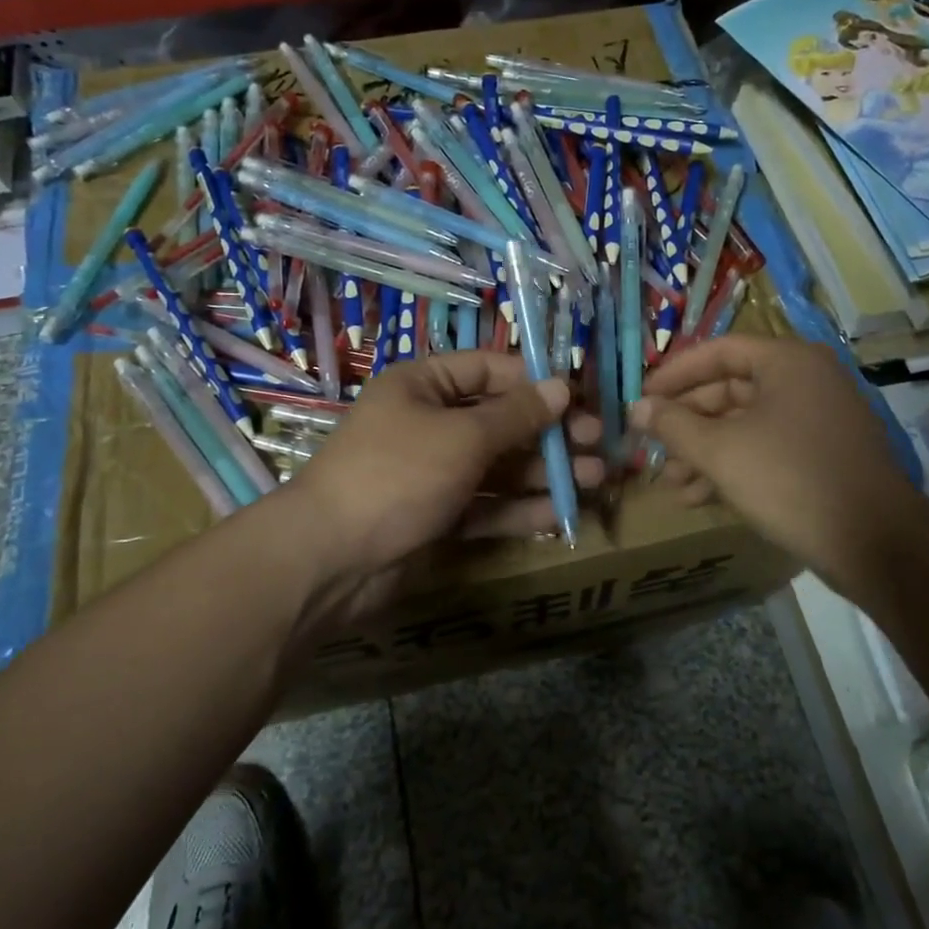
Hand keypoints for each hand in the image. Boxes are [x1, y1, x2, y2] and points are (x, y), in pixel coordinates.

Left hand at [291, 351, 603, 583]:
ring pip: (497, 466)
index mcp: (423, 386)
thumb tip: (561, 387)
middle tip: (597, 444)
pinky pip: (486, 506)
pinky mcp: (437, 517)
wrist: (331, 558)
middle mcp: (428, 424)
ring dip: (543, 472)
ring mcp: (432, 473)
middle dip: (548, 433)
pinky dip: (520, 509)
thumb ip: (515, 415)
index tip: (581, 397)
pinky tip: (561, 513)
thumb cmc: (398, 473)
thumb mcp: (462, 436)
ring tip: (594, 478)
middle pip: (499, 421)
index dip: (534, 382)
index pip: (488, 370)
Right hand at [633, 337, 928, 595]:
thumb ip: (673, 425)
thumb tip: (636, 408)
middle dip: (687, 422)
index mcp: (788, 362)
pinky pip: (768, 447)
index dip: (674, 374)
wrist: (877, 544)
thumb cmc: (789, 480)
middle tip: (653, 446)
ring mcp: (820, 418)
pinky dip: (734, 465)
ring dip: (705, 450)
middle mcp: (807, 380)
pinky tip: (702, 497)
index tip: (642, 398)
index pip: (718, 351)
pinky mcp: (825, 454)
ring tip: (673, 483)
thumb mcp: (720, 450)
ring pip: (746, 424)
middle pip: (730, 389)